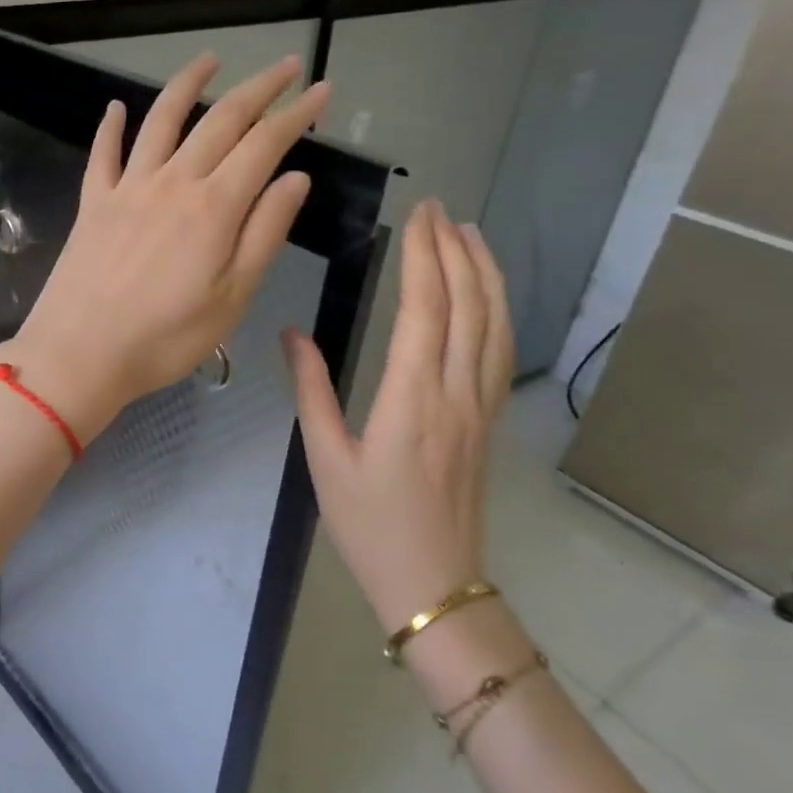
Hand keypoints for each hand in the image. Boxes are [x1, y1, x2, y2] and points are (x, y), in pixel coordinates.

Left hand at [0, 52, 328, 441]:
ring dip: (188, 84)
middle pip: (220, 121)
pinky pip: (103, 153)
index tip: (321, 91)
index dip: (296, 114)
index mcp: (214, 207)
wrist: (79, 354)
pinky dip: (111, 126)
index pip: (264, 144)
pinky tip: (117, 107)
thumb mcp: (232, 296)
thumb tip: (295, 178)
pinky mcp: (92, 203)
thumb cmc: (165, 338)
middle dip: (258, 88)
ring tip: (210, 60)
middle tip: (286, 66)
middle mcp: (172, 182)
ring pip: (161, 121)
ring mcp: (127, 188)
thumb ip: (264, 232)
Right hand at [283, 200, 515, 633]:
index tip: (418, 217)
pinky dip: (498, 309)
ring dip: (485, 272)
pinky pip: (500, 350)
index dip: (425, 257)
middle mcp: (456, 393)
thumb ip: (312, 390)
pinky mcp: (489, 420)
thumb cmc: (369, 523)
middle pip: (467, 305)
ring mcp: (480, 406)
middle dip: (455, 249)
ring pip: (494, 323)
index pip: (425, 309)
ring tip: (470, 233)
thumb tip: (292, 334)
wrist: (433, 584)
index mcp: (411, 400)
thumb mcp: (325, 458)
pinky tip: (488, 293)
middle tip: (439, 208)